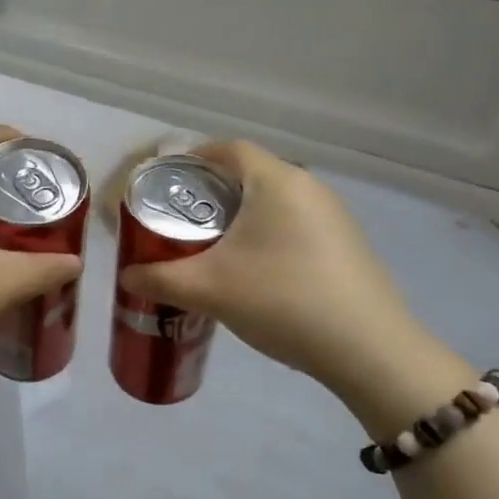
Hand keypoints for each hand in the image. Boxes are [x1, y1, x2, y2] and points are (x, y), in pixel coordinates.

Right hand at [118, 140, 473, 432]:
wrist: (370, 350)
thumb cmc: (283, 300)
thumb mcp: (210, 289)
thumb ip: (160, 279)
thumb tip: (128, 275)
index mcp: (277, 181)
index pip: (229, 148)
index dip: (194, 158)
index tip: (166, 183)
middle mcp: (309, 187)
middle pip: (250, 174)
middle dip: (211, 193)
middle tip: (179, 221)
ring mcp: (334, 216)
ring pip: (273, 202)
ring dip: (240, 217)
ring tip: (211, 249)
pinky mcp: (346, 245)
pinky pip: (294, 225)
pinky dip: (266, 236)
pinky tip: (254, 273)